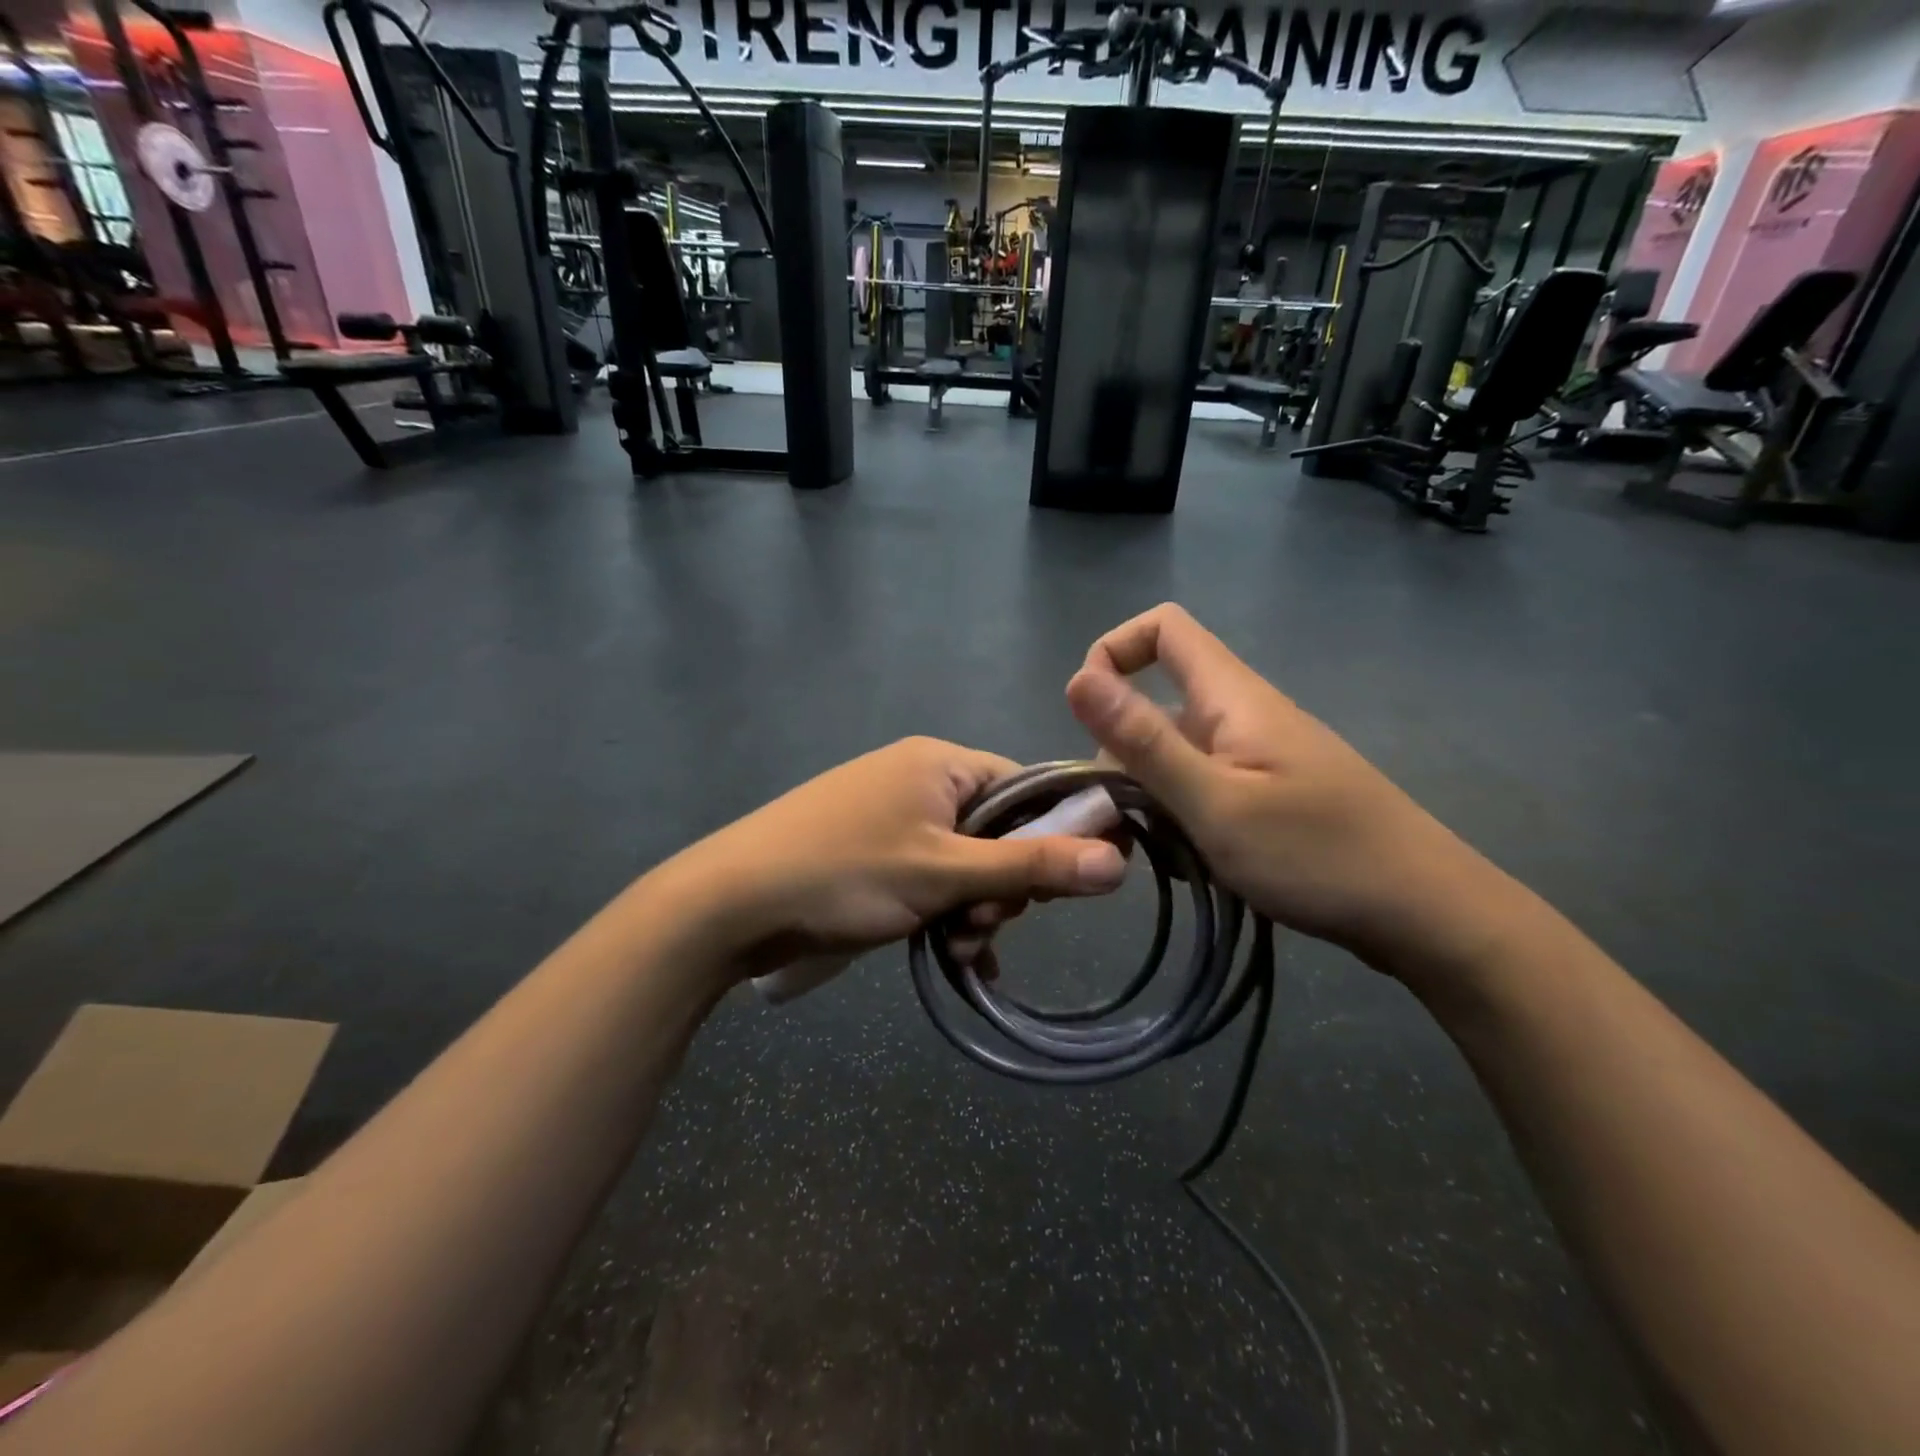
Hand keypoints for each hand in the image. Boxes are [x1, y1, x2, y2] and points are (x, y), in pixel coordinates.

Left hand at [676, 737, 1126, 976]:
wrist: (730, 902)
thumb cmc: (846, 874)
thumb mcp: (945, 874)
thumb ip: (1030, 867)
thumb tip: (1119, 861)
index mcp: (941, 763)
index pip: (1026, 788)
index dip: (1053, 836)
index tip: (1061, 888)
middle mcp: (919, 778)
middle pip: (997, 829)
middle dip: (1003, 885)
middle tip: (986, 924)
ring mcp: (891, 815)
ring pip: (963, 861)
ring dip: (973, 906)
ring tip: (961, 946)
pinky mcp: (871, 850)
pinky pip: (930, 875)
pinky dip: (945, 910)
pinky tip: (956, 953)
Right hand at [1065, 605, 1507, 979]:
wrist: (1427, 914)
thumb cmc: (1318, 855)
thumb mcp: (1215, 803)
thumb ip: (1143, 742)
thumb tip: (1078, 678)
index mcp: (1233, 697)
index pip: (1164, 628)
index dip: (1114, 652)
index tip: (1089, 716)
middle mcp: (1243, 715)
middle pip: (1158, 702)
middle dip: (1121, 753)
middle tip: (1115, 820)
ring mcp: (1258, 756)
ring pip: (1176, 753)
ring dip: (1149, 795)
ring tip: (1155, 851)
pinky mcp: (1269, 793)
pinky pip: (1203, 787)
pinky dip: (1181, 817)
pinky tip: (1190, 863)